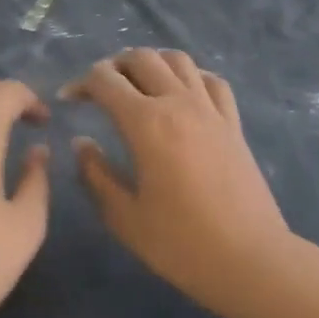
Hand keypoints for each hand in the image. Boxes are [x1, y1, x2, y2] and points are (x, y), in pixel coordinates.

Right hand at [64, 49, 294, 317]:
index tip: (68, 100)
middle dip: (113, 65)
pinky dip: (191, 76)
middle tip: (99, 89)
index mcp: (146, 123)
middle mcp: (178, 102)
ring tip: (137, 83)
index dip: (81, 83)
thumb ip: (96, 175)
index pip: (105, 80)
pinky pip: (212, 80)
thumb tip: (81, 142)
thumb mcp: (125, 217)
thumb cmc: (181, 244)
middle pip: (142, 58)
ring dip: (152, 62)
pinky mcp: (233, 123)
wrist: (250, 259)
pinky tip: (182, 93)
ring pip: (178, 59)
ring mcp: (210, 109)